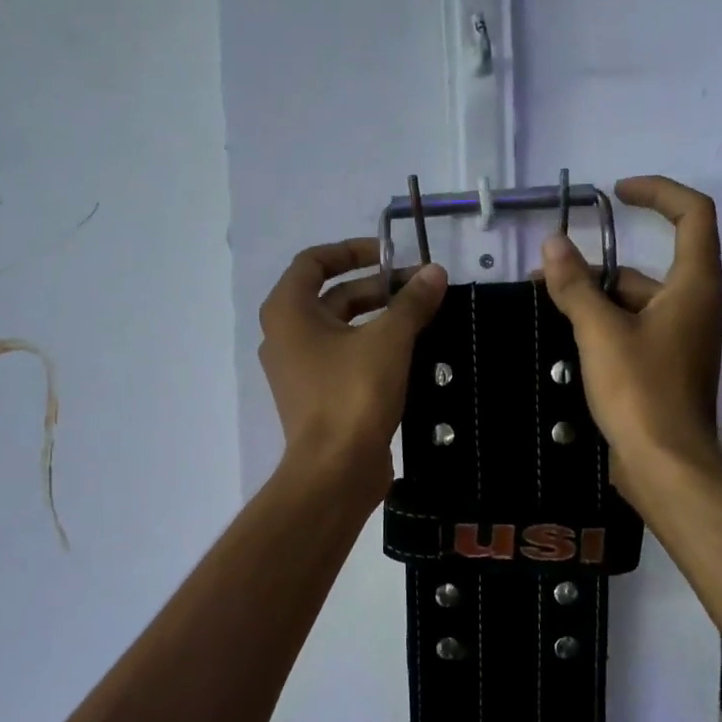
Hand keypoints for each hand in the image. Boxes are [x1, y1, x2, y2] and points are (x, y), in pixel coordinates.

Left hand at [258, 240, 447, 506]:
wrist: (335, 471)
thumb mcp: (389, 340)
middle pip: (333, 296)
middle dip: (378, 288)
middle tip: (422, 291)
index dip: (353, 251)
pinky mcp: (318, 397)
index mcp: (288, 311)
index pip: (314, 261)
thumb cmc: (353, 394)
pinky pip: (346, 359)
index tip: (393, 257)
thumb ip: (412, 302)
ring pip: (343, 329)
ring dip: (380, 319)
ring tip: (424, 318)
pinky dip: (374, 349)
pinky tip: (412, 353)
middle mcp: (287, 335)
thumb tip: (434, 273)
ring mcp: (300, 369)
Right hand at [539, 176, 721, 488]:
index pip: (691, 214)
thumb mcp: (600, 333)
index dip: (656, 192)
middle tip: (549, 275)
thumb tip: (553, 244)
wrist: (666, 465)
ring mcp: (681, 340)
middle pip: (649, 267)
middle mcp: (694, 306)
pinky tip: (569, 341)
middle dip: (599, 267)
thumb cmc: (640, 392)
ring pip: (637, 303)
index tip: (615, 194)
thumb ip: (576, 286)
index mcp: (693, 286)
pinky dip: (605, 328)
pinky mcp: (666, 369)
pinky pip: (634, 332)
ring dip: (596, 300)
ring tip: (549, 308)